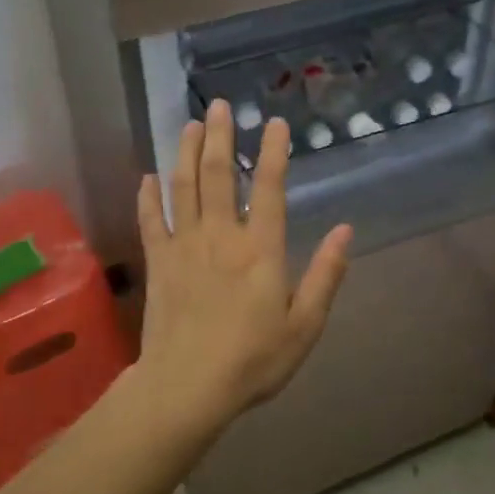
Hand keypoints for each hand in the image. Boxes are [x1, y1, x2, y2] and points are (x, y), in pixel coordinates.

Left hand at [135, 99, 352, 434]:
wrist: (187, 387)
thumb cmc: (253, 361)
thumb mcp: (304, 326)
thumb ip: (325, 276)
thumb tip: (346, 231)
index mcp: (260, 250)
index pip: (268, 188)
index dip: (272, 152)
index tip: (274, 123)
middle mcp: (221, 237)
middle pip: (217, 175)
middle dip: (218, 136)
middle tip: (219, 105)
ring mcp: (184, 247)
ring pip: (182, 187)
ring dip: (184, 152)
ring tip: (188, 124)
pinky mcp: (158, 263)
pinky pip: (151, 220)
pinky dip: (149, 196)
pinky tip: (148, 176)